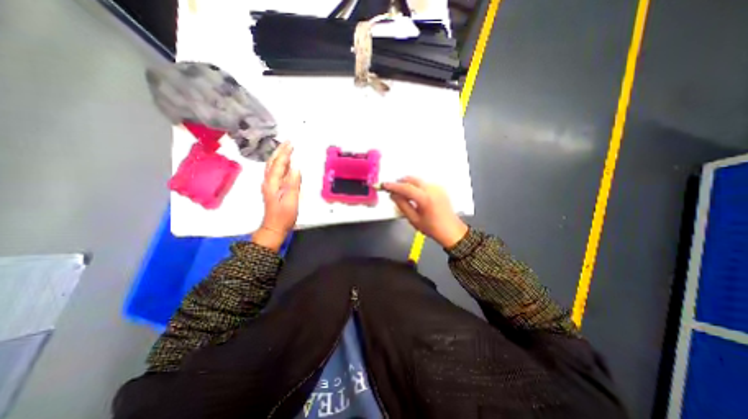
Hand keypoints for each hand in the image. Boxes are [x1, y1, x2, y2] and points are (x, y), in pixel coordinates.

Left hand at [250, 143, 298, 249]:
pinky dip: (279, 164)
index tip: (291, 143)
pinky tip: (284, 164)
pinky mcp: (272, 189)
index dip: (285, 153)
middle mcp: (268, 182)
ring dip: (278, 156)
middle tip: (288, 142)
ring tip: (285, 149)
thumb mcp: (291, 200)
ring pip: (272, 167)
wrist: (274, 227)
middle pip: (272, 162)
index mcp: (273, 183)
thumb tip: (297, 167)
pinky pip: (275, 172)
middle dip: (280, 151)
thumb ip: (293, 184)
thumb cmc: (284, 215)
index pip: (279, 164)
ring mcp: (269, 185)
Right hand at [382, 177, 464, 249]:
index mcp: (425, 198)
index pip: (405, 188)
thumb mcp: (414, 219)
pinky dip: (416, 186)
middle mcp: (432, 189)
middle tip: (392, 189)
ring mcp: (437, 188)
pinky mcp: (440, 189)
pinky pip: (424, 183)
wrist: (452, 231)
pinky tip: (413, 195)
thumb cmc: (433, 228)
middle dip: (400, 182)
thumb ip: (402, 205)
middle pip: (412, 179)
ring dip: (408, 184)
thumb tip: (393, 195)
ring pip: (418, 180)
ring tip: (402, 194)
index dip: (393, 186)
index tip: (383, 185)